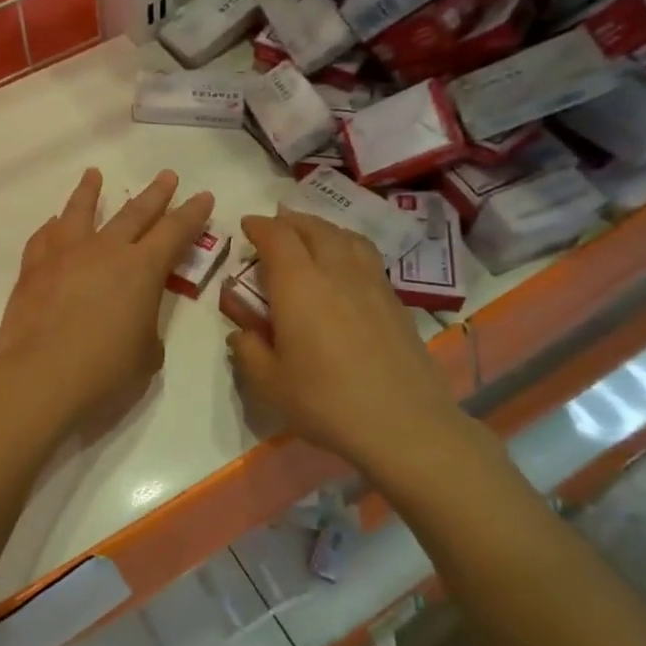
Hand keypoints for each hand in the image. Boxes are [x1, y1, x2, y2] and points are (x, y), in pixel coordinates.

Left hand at [0, 168, 214, 437]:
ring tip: (93, 174)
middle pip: (134, 212)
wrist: (40, 379)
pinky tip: (53, 224)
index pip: (175, 231)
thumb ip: (145, 326)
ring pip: (80, 212)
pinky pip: (44, 238)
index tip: (202, 196)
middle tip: (167, 176)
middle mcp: (105, 250)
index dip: (192, 213)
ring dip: (89, 191)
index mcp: (142, 269)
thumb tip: (131, 318)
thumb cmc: (105, 373)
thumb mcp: (147, 354)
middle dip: (155, 194)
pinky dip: (52, 227)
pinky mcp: (32, 269)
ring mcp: (65, 255)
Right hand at [227, 210, 481, 477]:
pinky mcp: (394, 300)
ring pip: (344, 236)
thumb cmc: (325, 402)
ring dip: (321, 228)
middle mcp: (335, 271)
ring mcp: (370, 282)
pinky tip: (344, 264)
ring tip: (310, 234)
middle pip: (312, 228)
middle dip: (289, 221)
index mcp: (298, 284)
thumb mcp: (268, 383)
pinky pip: (365, 255)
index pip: (277, 237)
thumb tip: (242, 332)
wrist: (404, 424)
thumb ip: (248, 350)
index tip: (246, 226)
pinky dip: (346, 245)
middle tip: (275, 226)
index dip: (259, 226)